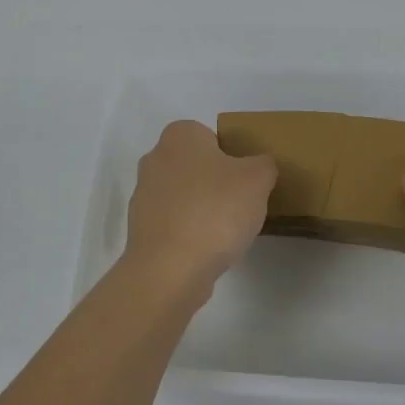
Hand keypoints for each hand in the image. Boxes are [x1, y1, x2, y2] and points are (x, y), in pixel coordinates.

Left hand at [124, 121, 276, 299]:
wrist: (170, 268)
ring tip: (226, 231)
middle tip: (240, 203)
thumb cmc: (215, 210)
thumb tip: (259, 167)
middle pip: (195, 166)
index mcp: (179, 135)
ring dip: (202, 208)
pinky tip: (206, 249)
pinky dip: (189, 232)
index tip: (245, 180)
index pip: (209, 136)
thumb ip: (264, 164)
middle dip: (215, 182)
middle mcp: (154, 158)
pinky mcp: (140, 229)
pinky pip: (173, 223)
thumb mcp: (257, 179)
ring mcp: (143, 195)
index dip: (231, 155)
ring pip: (183, 195)